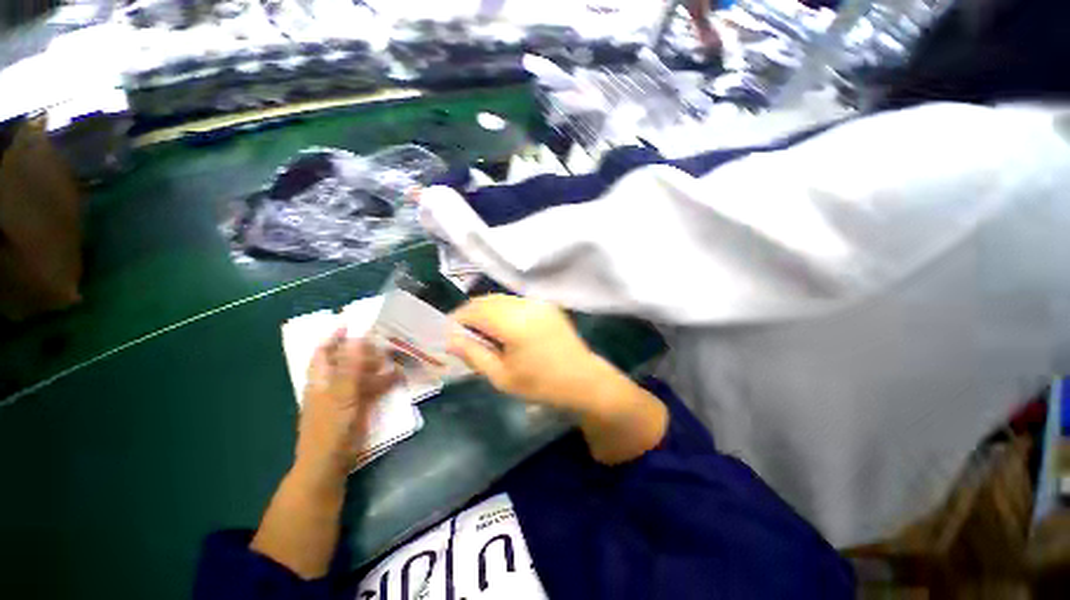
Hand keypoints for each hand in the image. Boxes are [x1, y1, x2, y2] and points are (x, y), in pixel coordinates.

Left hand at [295, 331, 399, 484]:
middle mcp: (331, 384)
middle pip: (345, 360)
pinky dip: (383, 380)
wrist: (330, 463)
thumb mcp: (341, 395)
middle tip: (383, 337)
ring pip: (360, 373)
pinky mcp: (357, 406)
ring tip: (395, 354)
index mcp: (320, 380)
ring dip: (376, 363)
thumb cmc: (330, 428)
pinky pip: (370, 388)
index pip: (323, 351)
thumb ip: (350, 367)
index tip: (351, 322)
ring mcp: (344, 396)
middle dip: (362, 348)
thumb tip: (356, 337)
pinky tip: (397, 376)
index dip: (334, 336)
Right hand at [449, 295, 604, 412]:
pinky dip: (501, 311)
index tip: (448, 336)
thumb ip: (474, 354)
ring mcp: (537, 302)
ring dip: (485, 313)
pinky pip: (515, 302)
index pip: (474, 310)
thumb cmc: (541, 384)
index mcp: (513, 321)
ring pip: (500, 300)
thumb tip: (450, 339)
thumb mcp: (502, 376)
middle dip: (469, 316)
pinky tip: (502, 330)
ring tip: (482, 335)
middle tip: (463, 338)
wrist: (583, 379)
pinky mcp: (545, 304)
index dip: (456, 321)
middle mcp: (525, 304)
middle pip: (486, 301)